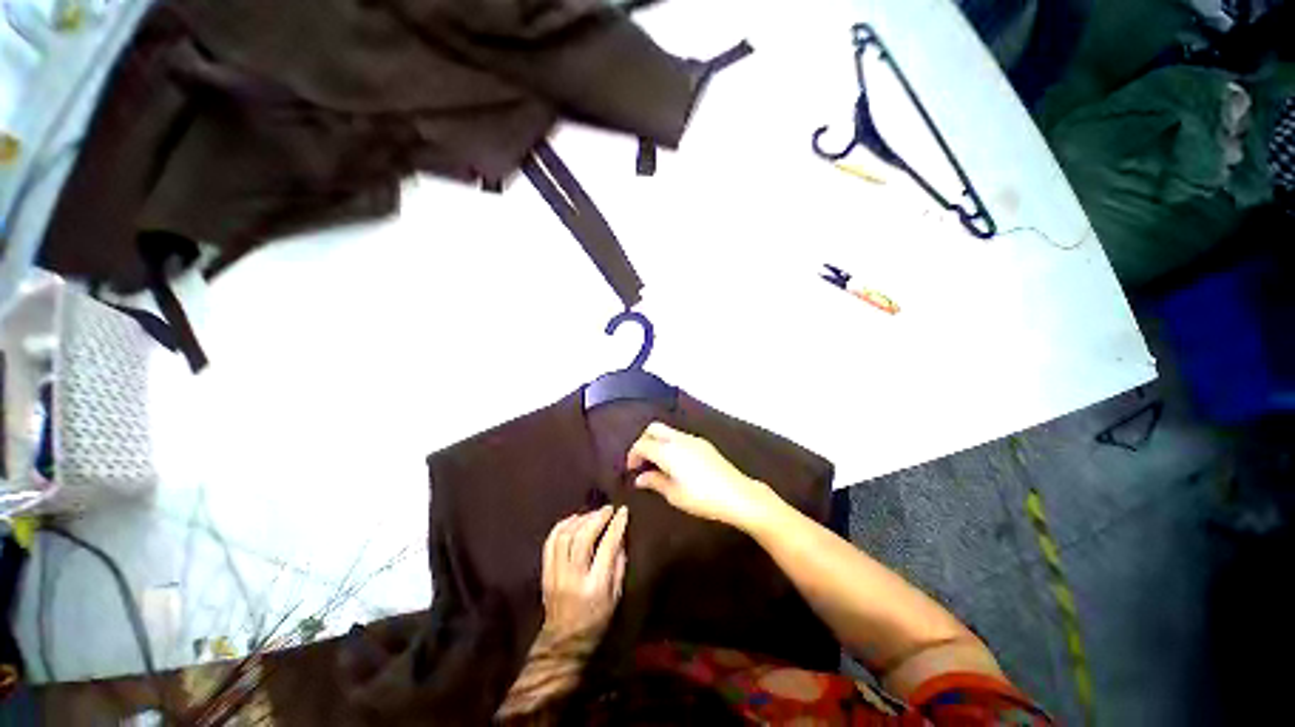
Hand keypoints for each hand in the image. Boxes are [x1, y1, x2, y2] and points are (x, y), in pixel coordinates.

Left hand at [539, 505, 627, 654]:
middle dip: (597, 517)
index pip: (607, 546)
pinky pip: (550, 542)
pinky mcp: (545, 573)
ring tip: (592, 514)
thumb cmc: (596, 621)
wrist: (563, 644)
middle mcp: (573, 577)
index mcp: (595, 586)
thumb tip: (620, 536)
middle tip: (608, 509)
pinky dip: (562, 526)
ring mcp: (555, 574)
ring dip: (580, 519)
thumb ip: (618, 565)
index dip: (616, 525)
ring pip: (565, 536)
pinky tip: (573, 521)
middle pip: (583, 537)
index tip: (622, 511)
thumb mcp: (616, 597)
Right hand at [627, 422, 776, 530]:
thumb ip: (654, 482)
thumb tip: (639, 478)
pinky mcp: (703, 443)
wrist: (737, 494)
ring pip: (667, 431)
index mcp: (667, 451)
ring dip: (658, 442)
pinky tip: (675, 463)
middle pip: (653, 428)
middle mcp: (678, 439)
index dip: (633, 455)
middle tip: (641, 460)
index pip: (642, 444)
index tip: (631, 469)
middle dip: (643, 441)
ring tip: (657, 464)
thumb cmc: (701, 497)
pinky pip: (680, 437)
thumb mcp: (674, 494)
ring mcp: (692, 439)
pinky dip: (670, 444)